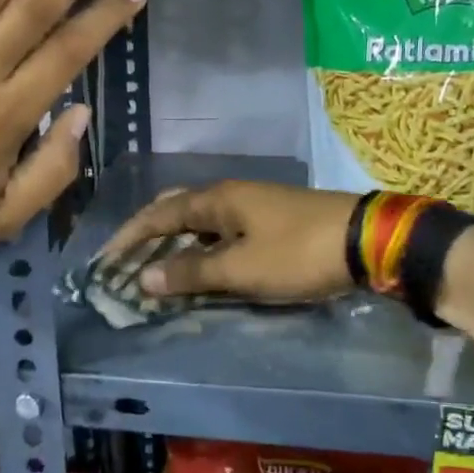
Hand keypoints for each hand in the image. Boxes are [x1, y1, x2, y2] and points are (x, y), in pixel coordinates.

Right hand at [100, 180, 358, 301]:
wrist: (367, 240)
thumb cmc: (297, 252)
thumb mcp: (240, 268)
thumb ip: (191, 273)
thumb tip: (143, 278)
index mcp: (217, 199)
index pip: (159, 214)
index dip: (130, 236)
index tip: (106, 259)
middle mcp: (231, 195)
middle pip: (177, 209)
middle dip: (150, 233)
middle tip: (130, 260)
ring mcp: (254, 205)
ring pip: (201, 221)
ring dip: (177, 243)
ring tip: (160, 268)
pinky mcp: (273, 220)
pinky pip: (223, 231)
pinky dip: (203, 248)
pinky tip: (205, 267)